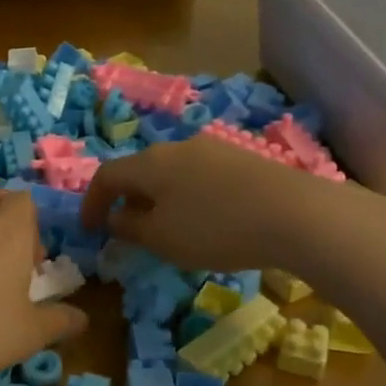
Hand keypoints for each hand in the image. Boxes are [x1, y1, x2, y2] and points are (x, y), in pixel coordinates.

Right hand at [78, 137, 385, 277]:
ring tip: (165, 227)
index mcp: (149, 162)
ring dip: (158, 198)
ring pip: (171, 172)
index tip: (89, 229)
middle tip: (126, 228)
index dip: (92, 202)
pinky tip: (204, 220)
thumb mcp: (162, 239)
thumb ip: (130, 228)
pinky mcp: (243, 160)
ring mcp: (213, 149)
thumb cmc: (214, 228)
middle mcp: (177, 147)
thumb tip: (116, 218)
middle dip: (127, 199)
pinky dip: (187, 197)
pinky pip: (199, 176)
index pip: (107, 176)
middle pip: (140, 170)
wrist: (296, 214)